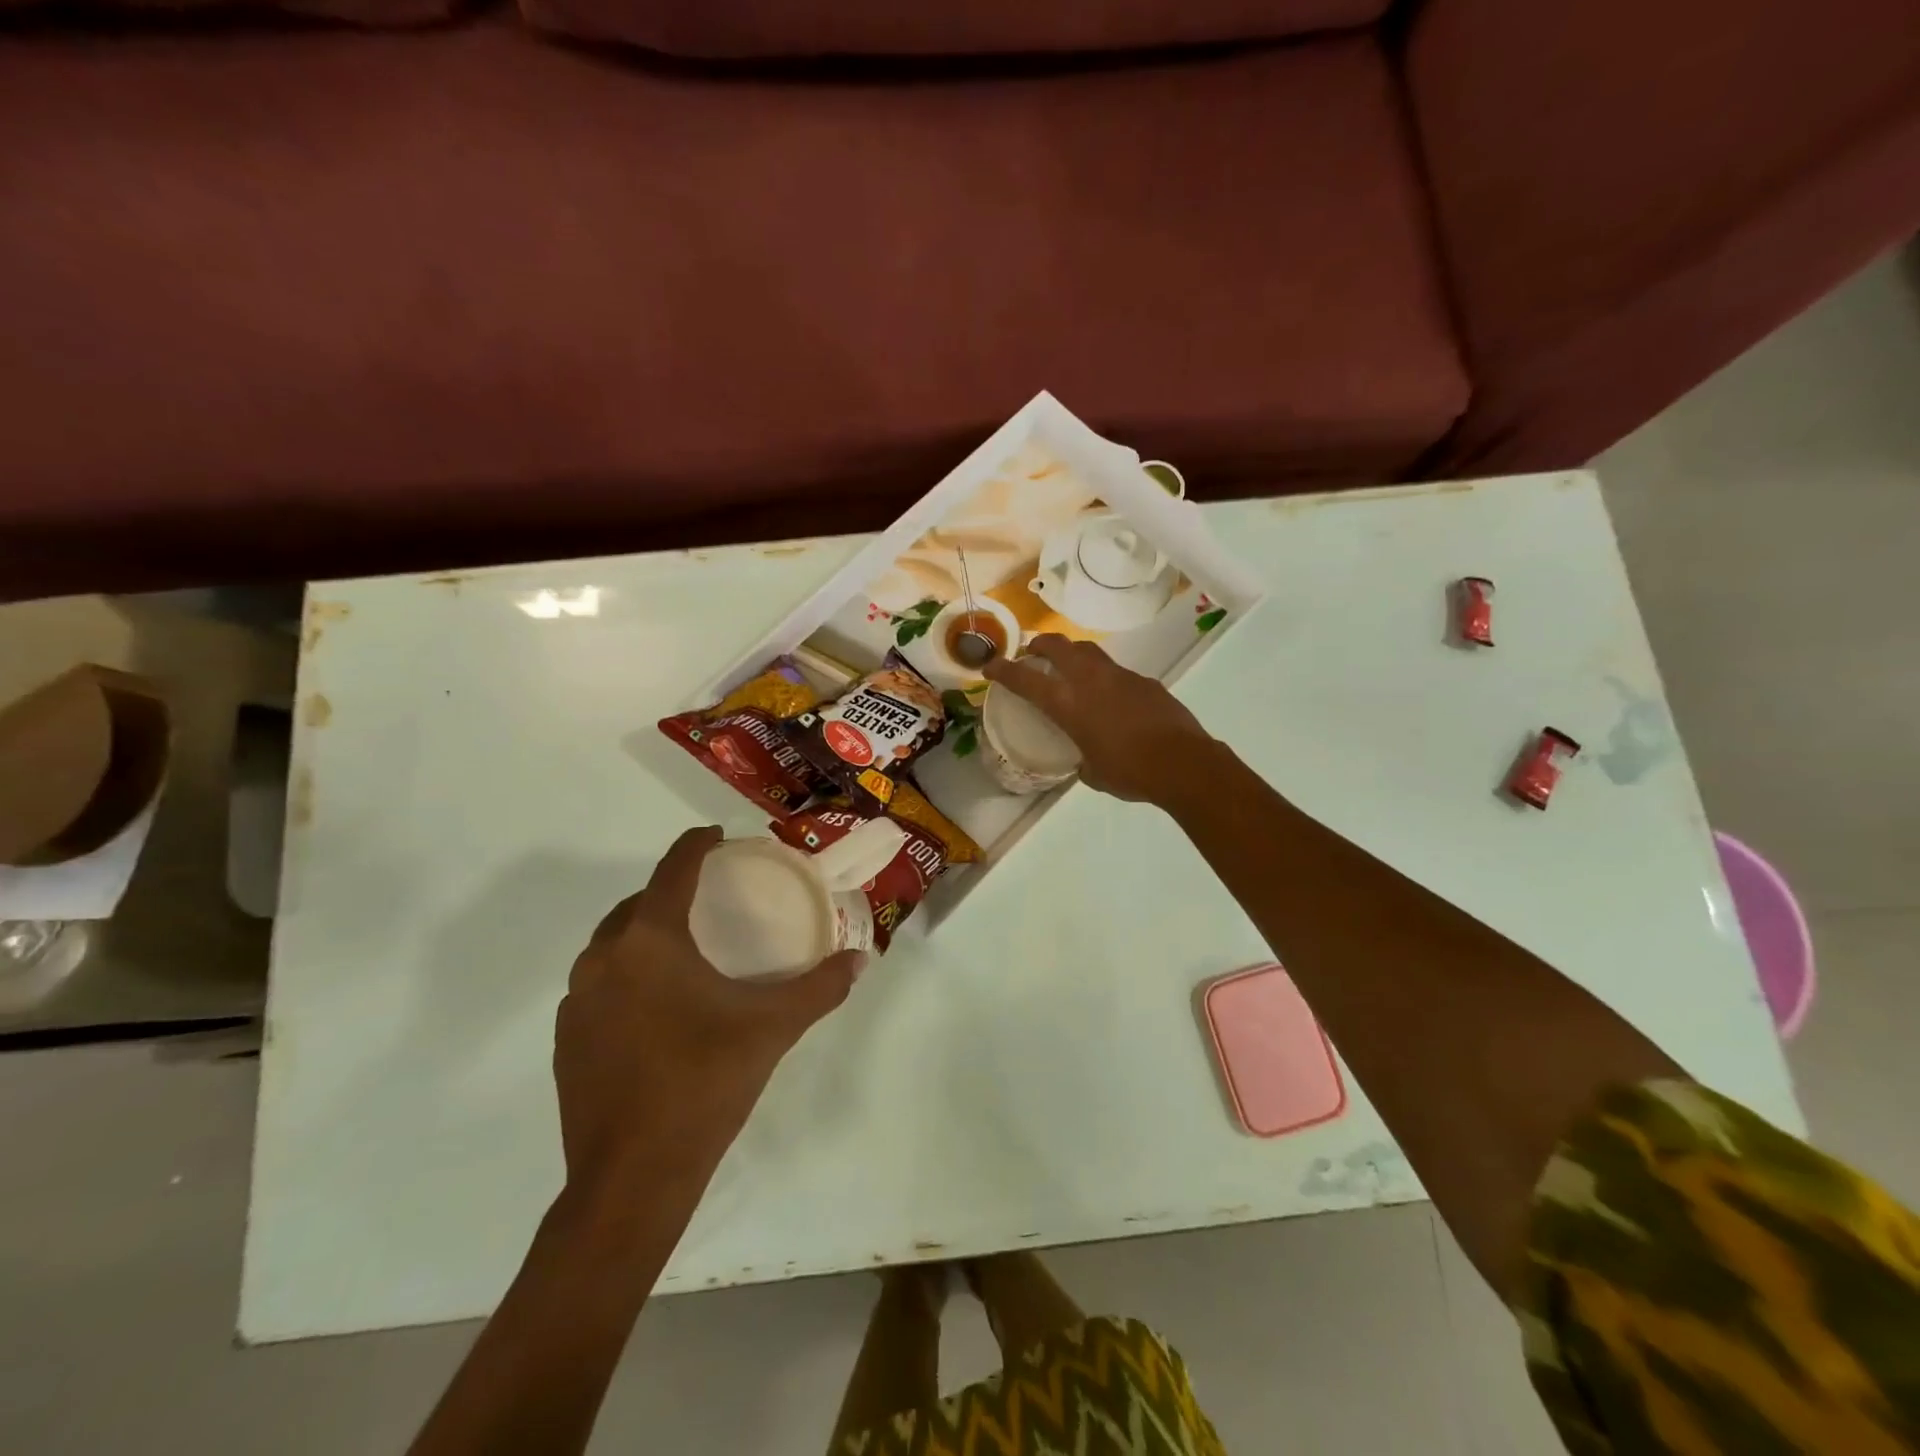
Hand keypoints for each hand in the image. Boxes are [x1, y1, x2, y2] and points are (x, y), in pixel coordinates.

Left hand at [554, 826, 862, 1206]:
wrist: (632, 1179)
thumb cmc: (705, 1083)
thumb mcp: (773, 1027)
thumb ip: (821, 987)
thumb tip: (861, 959)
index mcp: (649, 942)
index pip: (672, 870)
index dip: (696, 845)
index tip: (718, 837)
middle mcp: (603, 960)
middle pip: (636, 904)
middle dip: (670, 889)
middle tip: (709, 896)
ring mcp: (577, 1002)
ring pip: (611, 945)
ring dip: (644, 932)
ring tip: (684, 946)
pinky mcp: (566, 1039)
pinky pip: (599, 984)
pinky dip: (627, 974)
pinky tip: (656, 1003)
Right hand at [981, 634, 1215, 804]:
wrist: (1182, 764)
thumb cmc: (1129, 773)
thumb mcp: (1093, 774)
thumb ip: (1081, 761)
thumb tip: (1083, 761)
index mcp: (1068, 704)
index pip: (1025, 679)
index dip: (1003, 670)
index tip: (990, 666)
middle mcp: (1090, 681)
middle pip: (1058, 646)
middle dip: (1039, 644)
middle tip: (1032, 651)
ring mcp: (1120, 677)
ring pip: (1089, 651)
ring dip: (1072, 653)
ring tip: (1069, 667)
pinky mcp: (1145, 682)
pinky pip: (1116, 672)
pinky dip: (1104, 677)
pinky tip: (1111, 698)